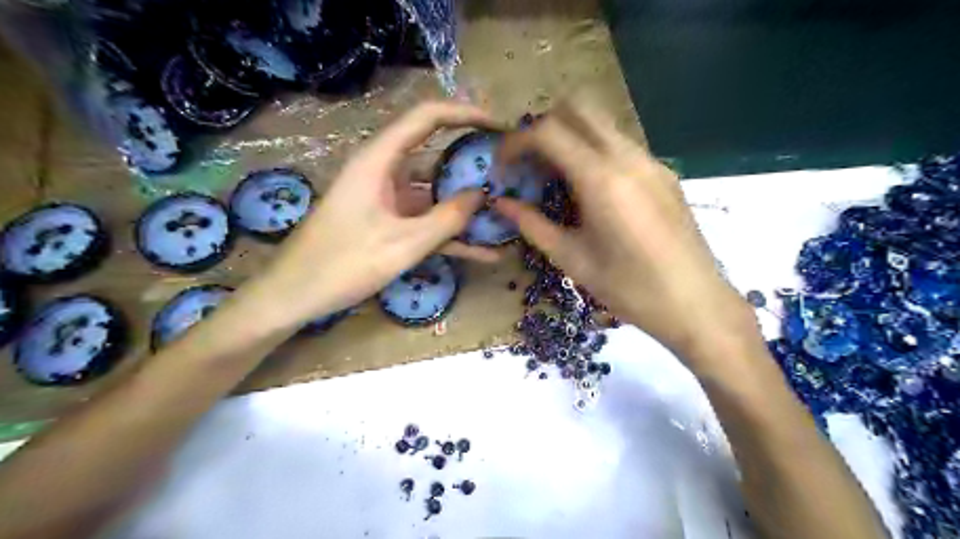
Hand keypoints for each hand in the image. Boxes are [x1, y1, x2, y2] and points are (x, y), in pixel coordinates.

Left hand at [247, 101, 503, 328]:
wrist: (294, 297)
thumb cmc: (342, 264)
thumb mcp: (402, 244)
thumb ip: (447, 219)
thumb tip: (482, 196)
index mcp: (379, 161)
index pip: (427, 118)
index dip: (465, 114)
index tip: (500, 125)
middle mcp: (385, 173)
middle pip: (436, 155)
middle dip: (473, 164)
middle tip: (511, 173)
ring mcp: (388, 201)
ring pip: (435, 195)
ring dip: (467, 207)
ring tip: (506, 215)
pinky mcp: (389, 225)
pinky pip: (426, 223)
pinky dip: (452, 235)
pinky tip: (486, 253)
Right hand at [495, 101, 757, 361]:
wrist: (695, 304)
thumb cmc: (628, 288)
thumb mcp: (571, 258)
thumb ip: (532, 224)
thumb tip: (500, 203)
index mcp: (601, 178)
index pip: (547, 131)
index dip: (515, 143)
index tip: (503, 168)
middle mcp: (628, 156)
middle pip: (578, 107)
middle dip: (543, 127)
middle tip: (530, 165)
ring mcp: (651, 161)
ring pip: (601, 123)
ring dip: (570, 138)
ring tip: (555, 179)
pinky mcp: (664, 173)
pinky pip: (621, 144)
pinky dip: (594, 152)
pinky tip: (589, 192)